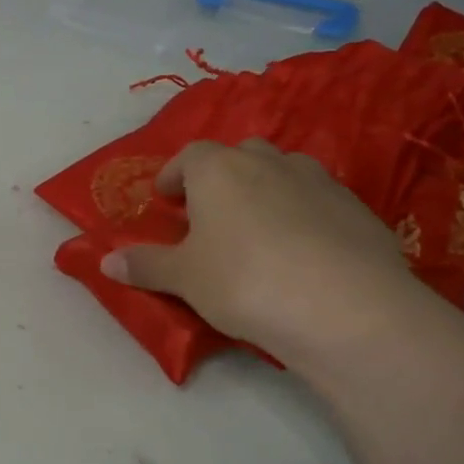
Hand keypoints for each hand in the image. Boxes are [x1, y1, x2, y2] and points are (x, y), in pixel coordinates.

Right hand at [100, 139, 440, 371]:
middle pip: (238, 156)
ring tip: (257, 232)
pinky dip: (304, 216)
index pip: (188, 156)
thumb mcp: (184, 279)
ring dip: (265, 192)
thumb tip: (106, 261)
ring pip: (282, 174)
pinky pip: (318, 202)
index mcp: (218, 169)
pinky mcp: (358, 209)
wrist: (346, 308)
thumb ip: (145, 265)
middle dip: (221, 179)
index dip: (174, 175)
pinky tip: (303, 255)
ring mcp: (319, 181)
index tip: (166, 200)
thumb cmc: (245, 282)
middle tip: (210, 215)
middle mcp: (268, 162)